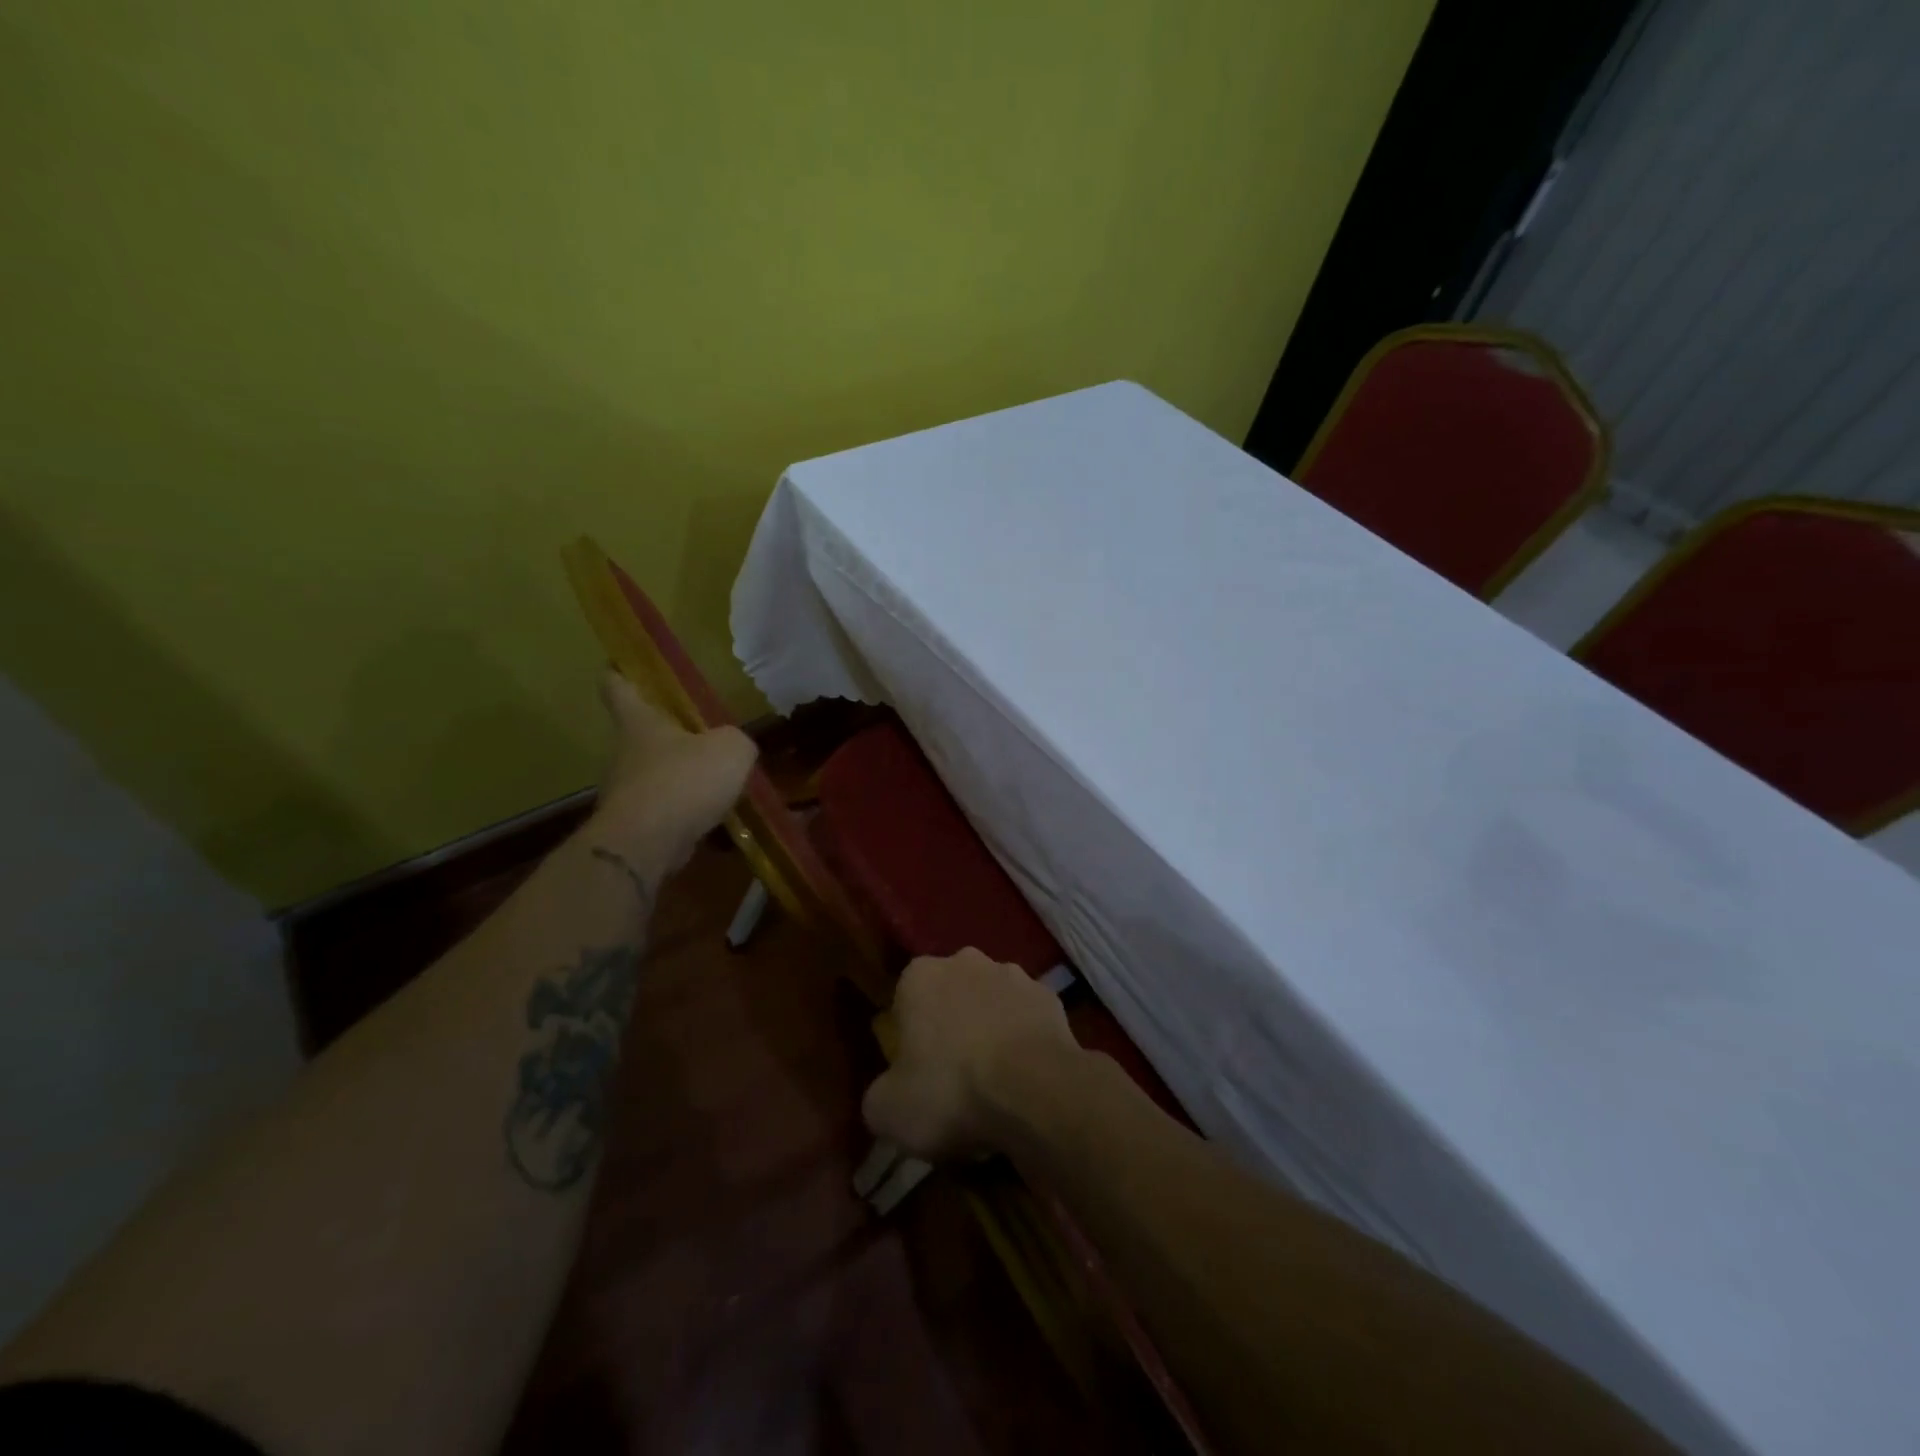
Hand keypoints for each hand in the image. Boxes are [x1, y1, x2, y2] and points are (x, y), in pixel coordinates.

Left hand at [591, 670, 756, 875]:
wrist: (646, 845)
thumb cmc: (684, 781)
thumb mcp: (731, 750)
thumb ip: (736, 741)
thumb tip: (734, 747)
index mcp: (639, 722)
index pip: (617, 686)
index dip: (620, 673)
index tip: (620, 665)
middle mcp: (624, 752)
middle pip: (640, 734)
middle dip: (667, 734)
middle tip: (703, 735)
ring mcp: (625, 791)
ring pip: (654, 774)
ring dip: (679, 777)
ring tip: (717, 784)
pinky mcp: (632, 825)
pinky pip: (663, 810)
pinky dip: (684, 811)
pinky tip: (713, 818)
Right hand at [861, 949, 1078, 1161]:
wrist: (1034, 1091)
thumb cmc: (950, 1092)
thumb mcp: (887, 1111)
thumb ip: (879, 1094)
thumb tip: (889, 1093)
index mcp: (920, 976)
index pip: (905, 999)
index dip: (909, 1037)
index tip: (916, 1072)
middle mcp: (966, 961)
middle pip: (951, 995)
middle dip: (952, 1026)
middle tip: (954, 1077)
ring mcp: (1013, 975)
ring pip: (991, 1003)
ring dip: (990, 1029)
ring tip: (995, 1081)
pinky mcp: (1050, 997)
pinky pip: (1028, 1019)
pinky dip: (1025, 1041)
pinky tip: (1026, 1077)